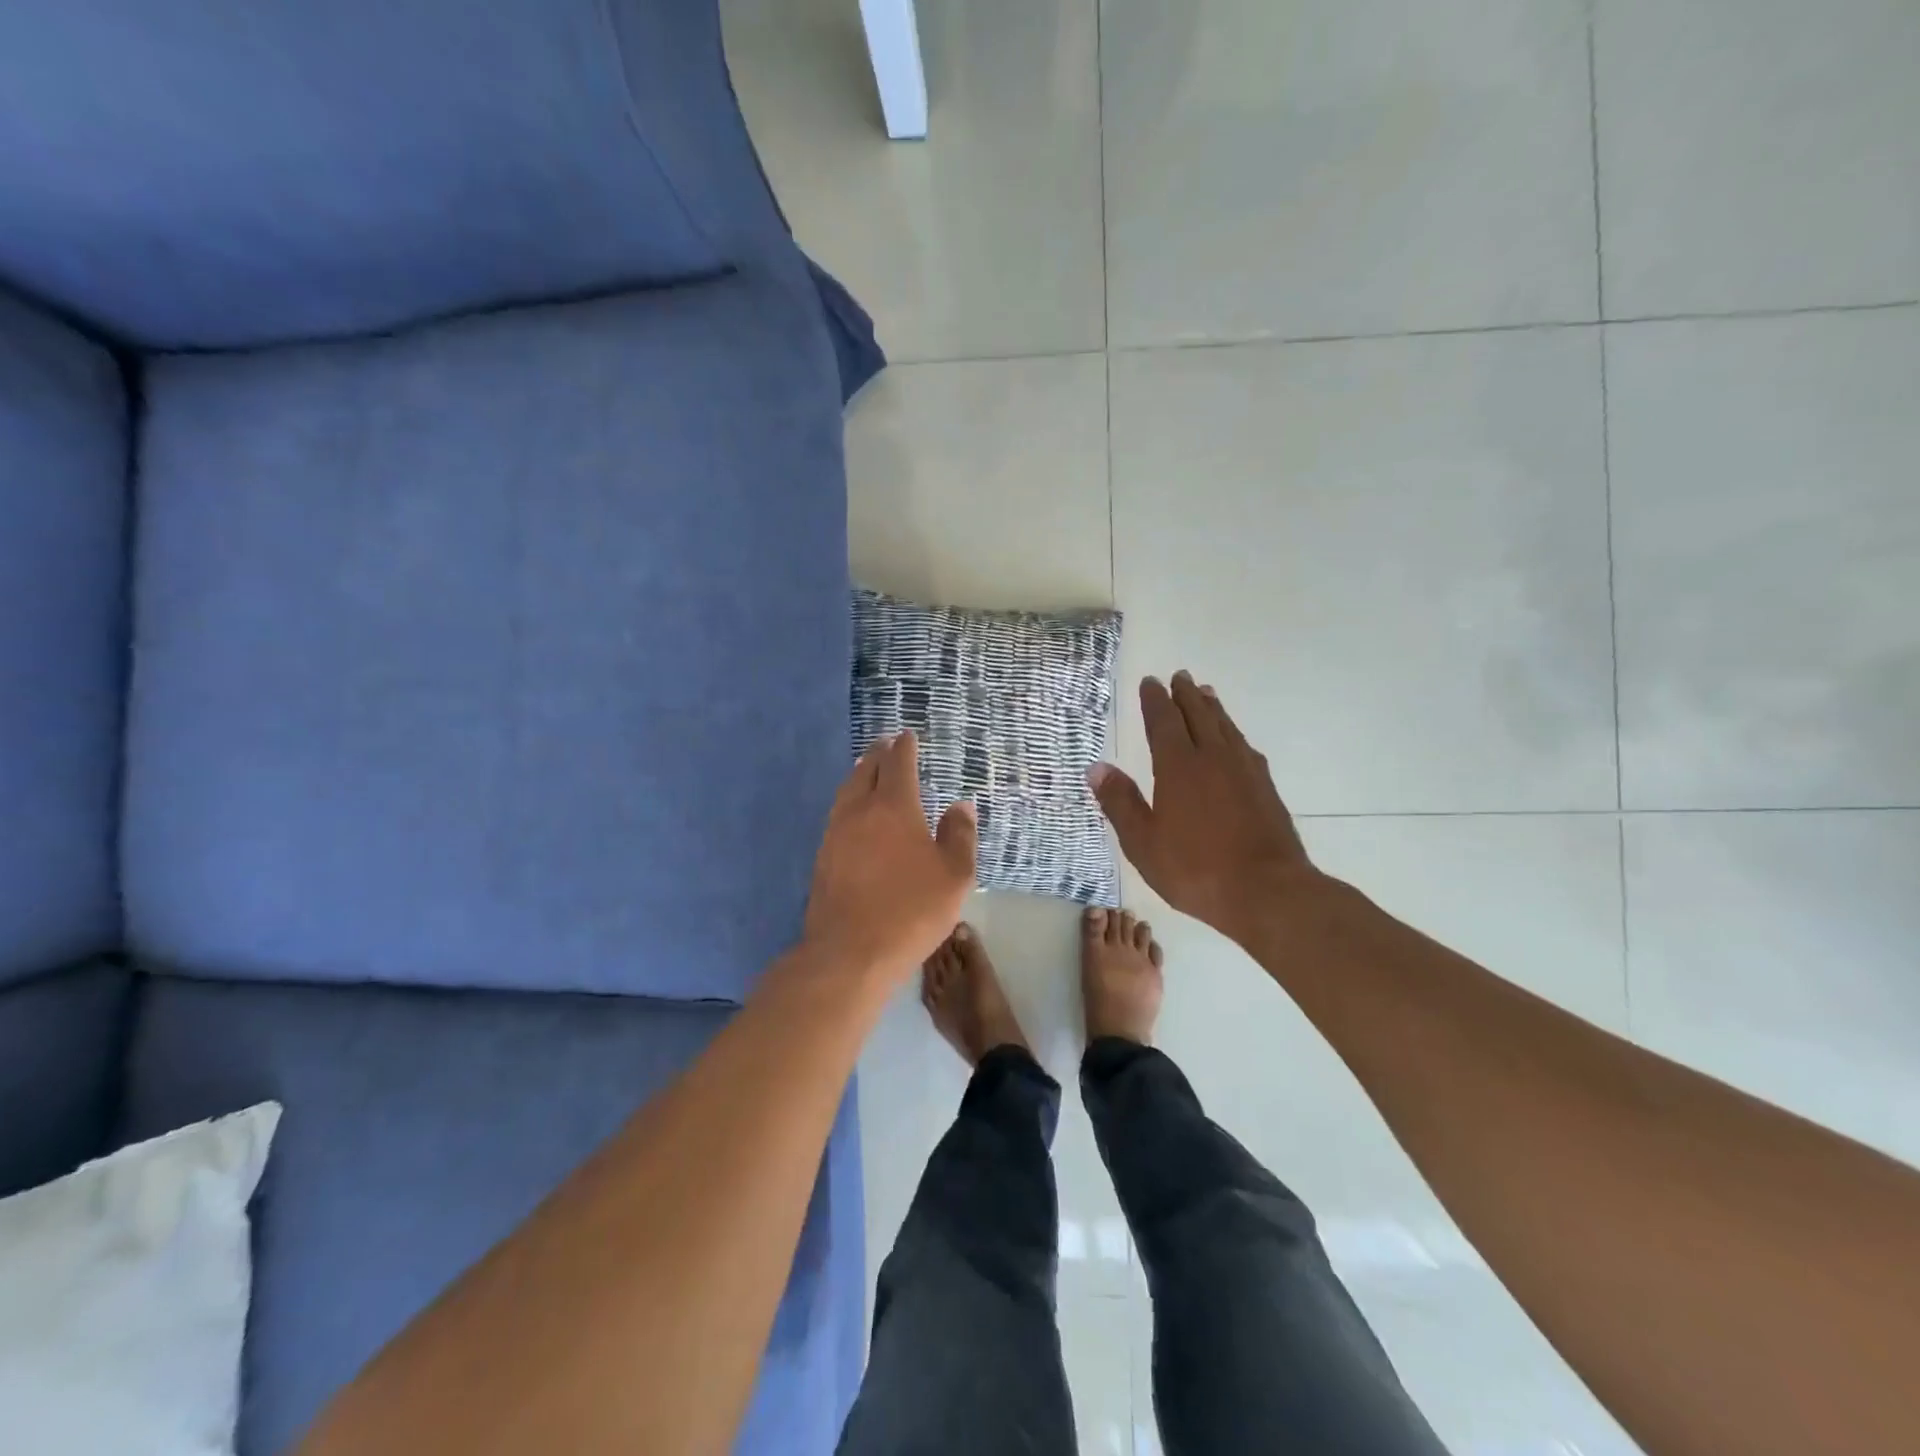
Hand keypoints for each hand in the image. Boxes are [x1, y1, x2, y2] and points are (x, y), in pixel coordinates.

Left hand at [804, 732, 977, 981]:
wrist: (850, 953)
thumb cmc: (911, 910)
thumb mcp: (954, 875)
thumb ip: (960, 836)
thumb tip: (960, 806)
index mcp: (893, 807)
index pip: (898, 764)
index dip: (904, 747)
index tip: (907, 736)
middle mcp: (859, 811)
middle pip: (865, 770)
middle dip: (878, 754)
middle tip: (887, 744)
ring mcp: (835, 834)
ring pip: (846, 791)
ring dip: (859, 774)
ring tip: (868, 770)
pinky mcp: (823, 858)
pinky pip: (837, 815)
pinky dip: (849, 802)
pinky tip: (855, 815)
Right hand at [1090, 672, 1316, 943]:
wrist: (1268, 892)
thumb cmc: (1196, 869)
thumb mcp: (1143, 842)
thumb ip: (1120, 802)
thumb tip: (1096, 767)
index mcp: (1178, 767)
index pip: (1164, 722)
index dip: (1155, 701)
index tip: (1150, 682)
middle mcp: (1213, 758)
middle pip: (1198, 715)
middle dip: (1185, 695)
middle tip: (1180, 676)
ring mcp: (1244, 771)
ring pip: (1225, 727)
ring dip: (1212, 708)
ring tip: (1206, 694)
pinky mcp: (1266, 788)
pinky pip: (1245, 747)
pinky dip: (1234, 733)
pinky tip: (1236, 741)